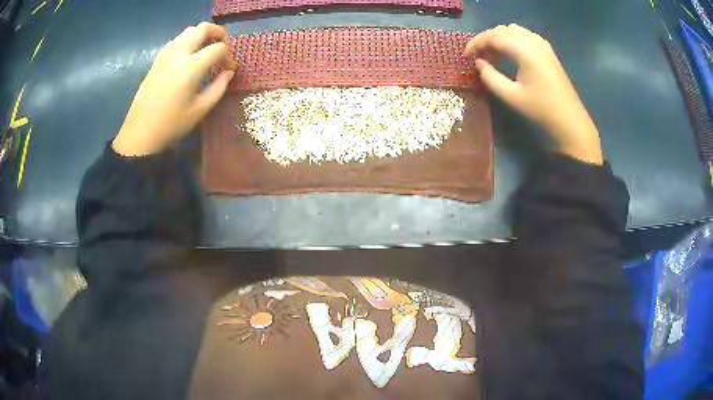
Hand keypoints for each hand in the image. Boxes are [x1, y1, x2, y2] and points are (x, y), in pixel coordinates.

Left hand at [112, 22, 236, 155]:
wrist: (140, 134)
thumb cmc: (171, 124)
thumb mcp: (200, 110)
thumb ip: (218, 87)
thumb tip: (228, 72)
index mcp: (191, 66)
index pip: (218, 48)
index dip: (229, 57)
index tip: (229, 70)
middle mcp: (179, 53)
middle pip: (203, 28)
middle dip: (219, 34)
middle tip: (223, 48)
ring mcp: (165, 55)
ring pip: (188, 31)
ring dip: (202, 35)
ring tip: (207, 51)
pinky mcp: (157, 60)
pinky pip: (176, 41)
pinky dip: (188, 42)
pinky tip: (189, 58)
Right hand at [465, 24, 602, 164]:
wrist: (570, 120)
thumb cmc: (541, 110)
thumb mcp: (511, 96)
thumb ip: (490, 77)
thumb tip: (479, 63)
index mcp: (524, 50)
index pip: (493, 36)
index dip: (476, 43)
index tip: (466, 55)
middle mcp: (533, 41)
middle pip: (502, 30)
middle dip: (486, 40)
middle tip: (476, 56)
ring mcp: (542, 44)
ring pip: (513, 30)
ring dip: (498, 38)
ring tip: (491, 55)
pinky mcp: (547, 50)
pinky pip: (523, 35)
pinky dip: (511, 40)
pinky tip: (508, 54)